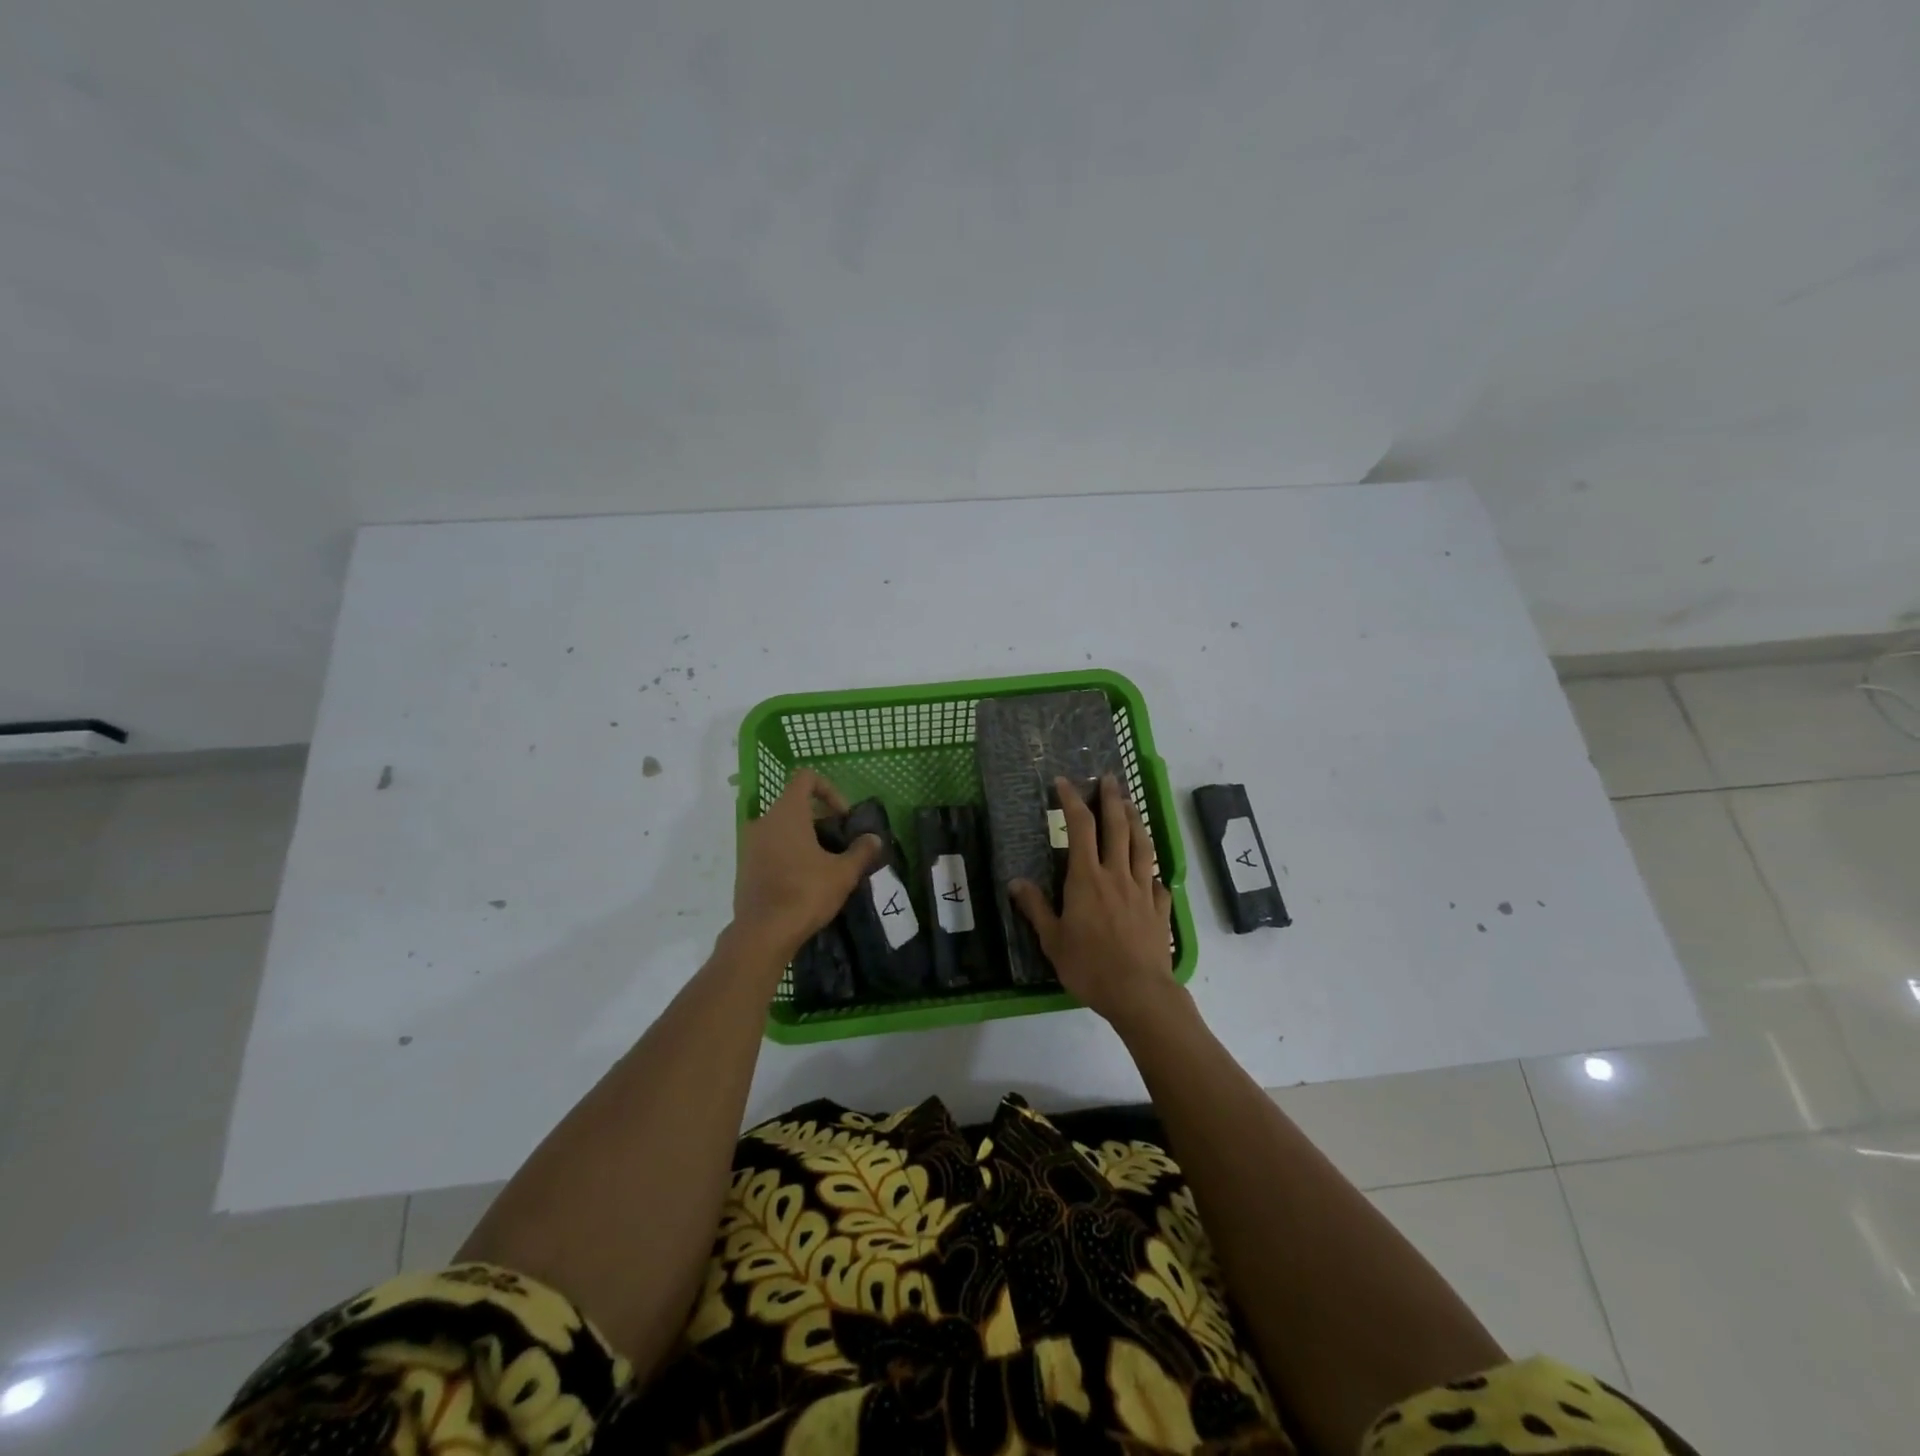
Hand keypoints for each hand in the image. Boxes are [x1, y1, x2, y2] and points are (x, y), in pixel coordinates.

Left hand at [733, 769, 880, 962]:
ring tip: (825, 864)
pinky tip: (805, 881)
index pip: (806, 778)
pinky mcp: (745, 866)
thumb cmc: (805, 893)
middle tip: (839, 844)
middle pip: (795, 804)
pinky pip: (771, 847)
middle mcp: (764, 821)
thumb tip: (874, 839)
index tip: (842, 817)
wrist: (763, 933)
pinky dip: (789, 854)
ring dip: (805, 838)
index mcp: (787, 812)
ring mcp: (750, 844)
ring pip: (782, 828)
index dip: (829, 790)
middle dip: (820, 819)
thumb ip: (861, 851)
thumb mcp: (843, 872)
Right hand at [1011, 774, 1176, 1028]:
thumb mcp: (1052, 940)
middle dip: (1111, 798)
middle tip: (1109, 777)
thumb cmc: (1089, 966)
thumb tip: (1015, 882)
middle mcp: (1116, 875)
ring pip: (1141, 846)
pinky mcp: (1160, 909)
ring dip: (1136, 821)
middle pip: (1116, 827)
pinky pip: (1158, 881)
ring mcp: (1142, 890)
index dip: (1072, 801)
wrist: (1139, 992)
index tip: (1064, 782)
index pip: (1079, 828)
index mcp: (1086, 879)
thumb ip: (1036, 908)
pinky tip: (1152, 869)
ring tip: (1131, 805)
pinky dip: (1153, 869)